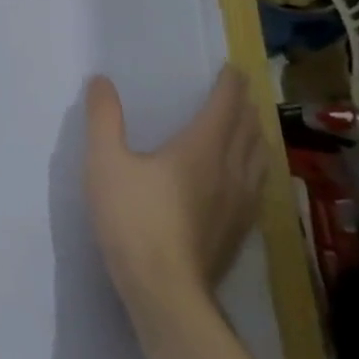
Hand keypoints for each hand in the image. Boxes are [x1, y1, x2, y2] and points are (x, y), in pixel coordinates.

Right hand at [84, 64, 264, 315]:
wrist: (164, 289)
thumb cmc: (133, 218)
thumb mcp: (104, 161)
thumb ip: (104, 118)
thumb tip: (101, 81)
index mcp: (201, 149)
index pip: (225, 108)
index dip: (230, 86)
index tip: (232, 69)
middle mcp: (230, 171)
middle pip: (248, 132)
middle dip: (244, 108)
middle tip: (238, 93)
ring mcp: (240, 205)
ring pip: (257, 160)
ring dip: (254, 137)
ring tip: (246, 129)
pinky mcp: (238, 231)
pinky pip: (255, 186)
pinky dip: (252, 167)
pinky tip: (242, 179)